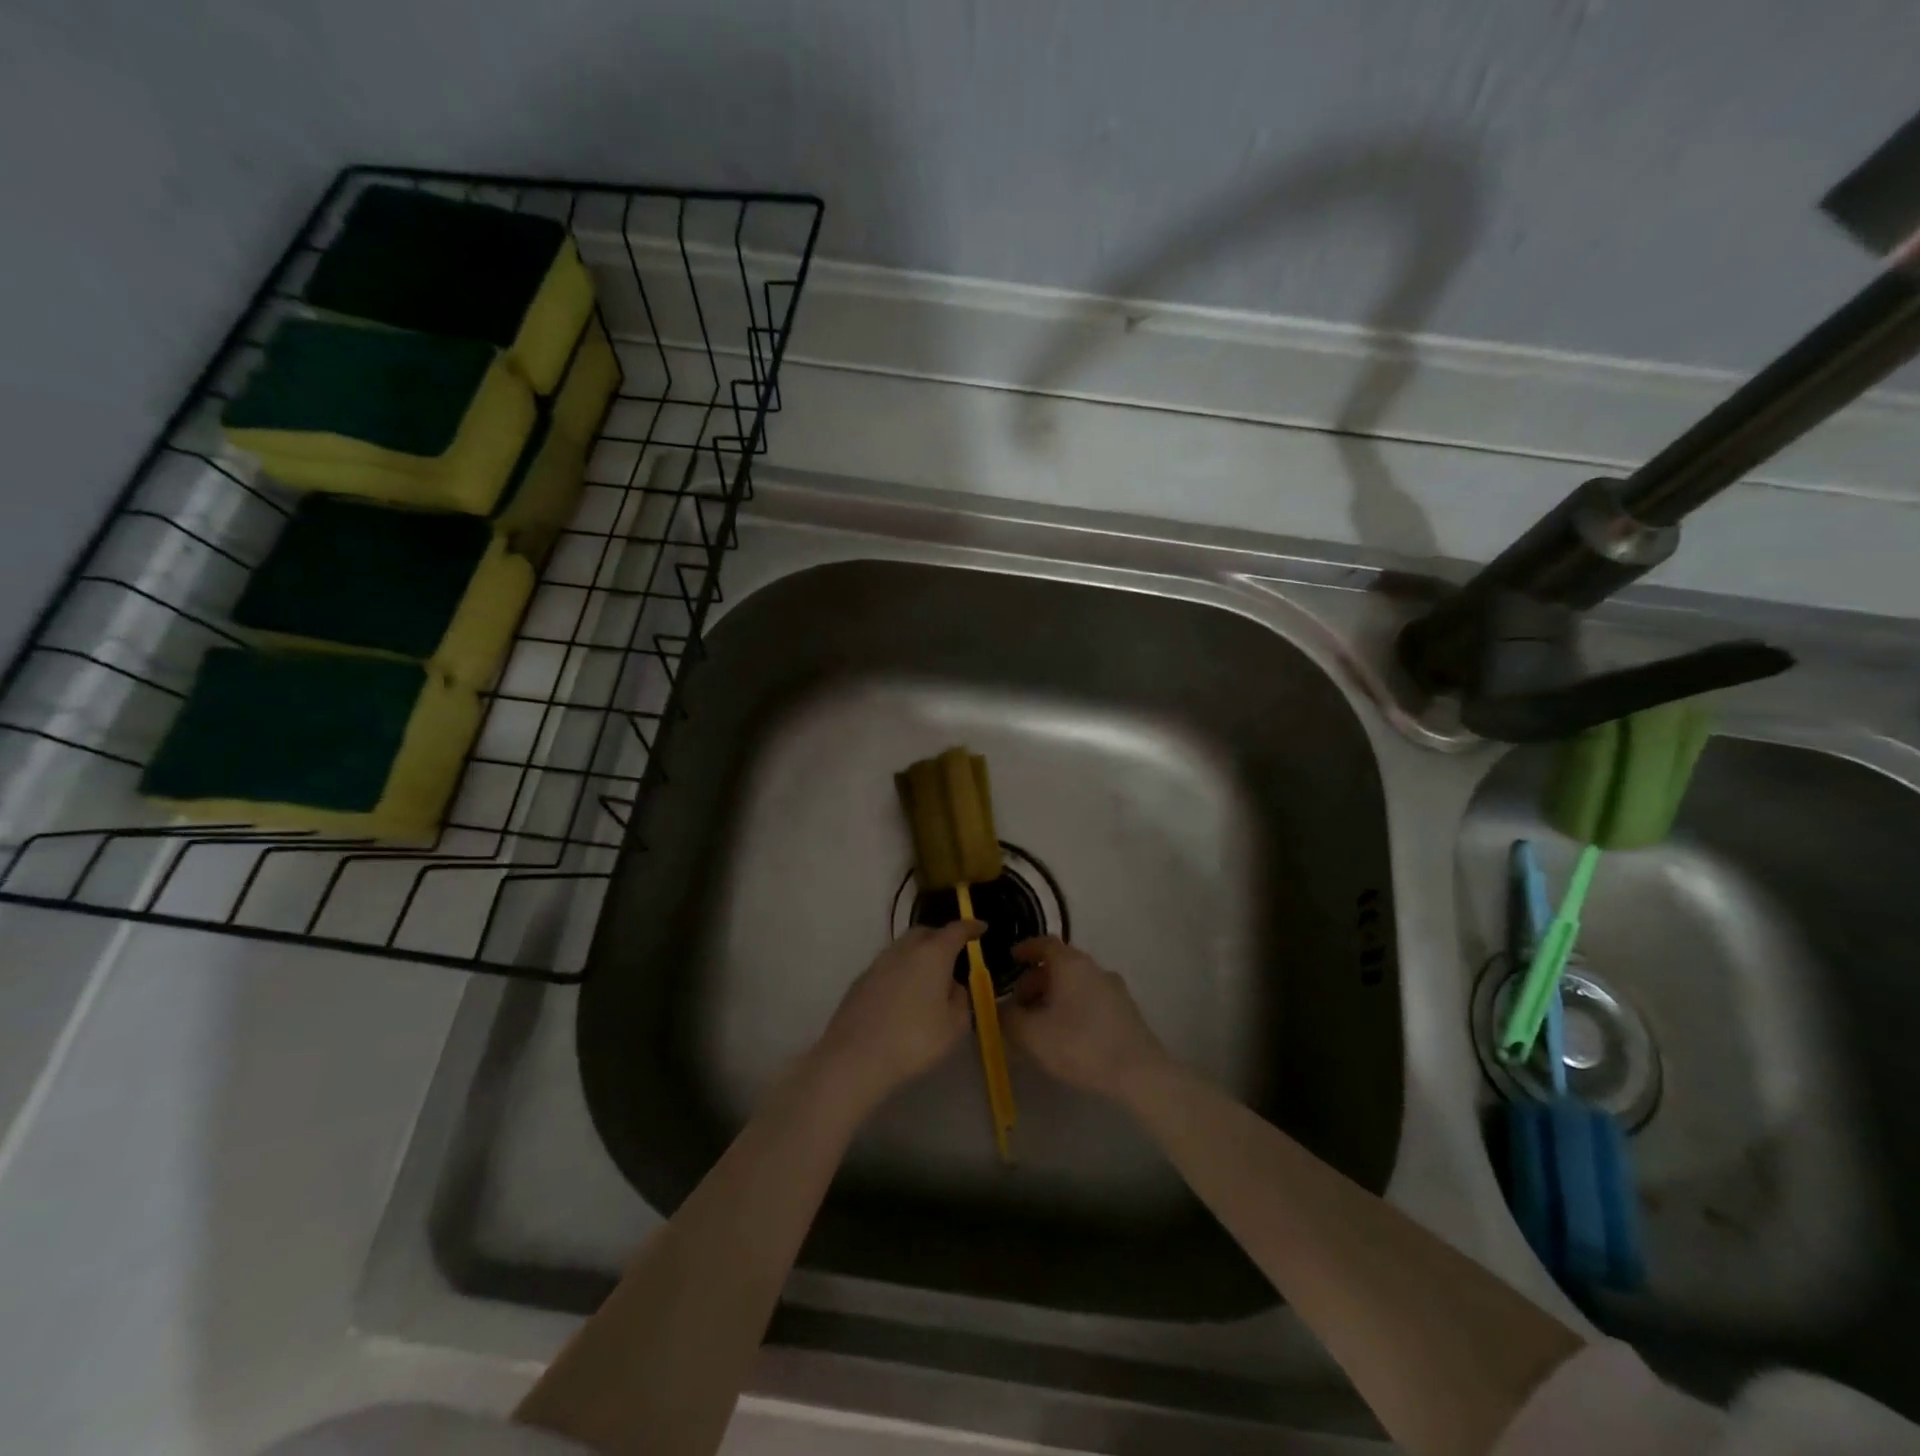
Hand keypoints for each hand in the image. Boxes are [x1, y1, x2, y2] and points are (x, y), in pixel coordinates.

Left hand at [812, 920, 982, 1110]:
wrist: (855, 1058)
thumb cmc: (914, 1040)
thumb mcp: (954, 1026)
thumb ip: (961, 1000)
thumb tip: (954, 986)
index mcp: (933, 954)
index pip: (956, 930)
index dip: (971, 927)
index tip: (981, 928)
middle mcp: (904, 949)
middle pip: (925, 932)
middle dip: (941, 938)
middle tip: (954, 954)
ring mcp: (878, 962)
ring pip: (904, 947)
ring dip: (919, 954)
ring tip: (929, 977)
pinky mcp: (861, 980)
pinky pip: (888, 966)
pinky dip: (901, 971)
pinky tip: (904, 995)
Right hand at [1004, 937, 1170, 1098]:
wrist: (1139, 1072)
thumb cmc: (1080, 1045)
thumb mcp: (1032, 1034)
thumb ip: (1008, 1019)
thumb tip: (999, 1010)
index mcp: (1070, 964)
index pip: (1044, 943)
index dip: (1025, 949)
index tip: (1011, 959)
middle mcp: (1094, 968)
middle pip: (1059, 964)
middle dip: (1035, 981)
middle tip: (1019, 1005)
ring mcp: (1114, 988)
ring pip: (1076, 983)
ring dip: (1054, 996)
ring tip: (1040, 1024)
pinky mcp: (1126, 1011)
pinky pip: (1091, 999)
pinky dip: (1073, 1007)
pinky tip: (1067, 1035)